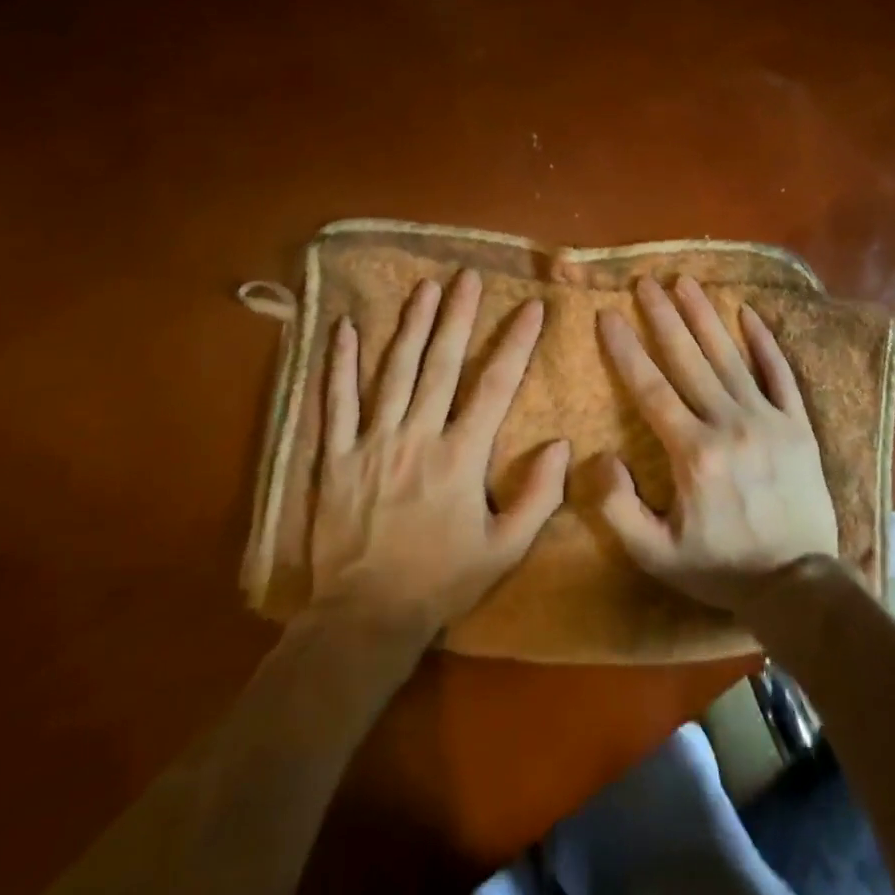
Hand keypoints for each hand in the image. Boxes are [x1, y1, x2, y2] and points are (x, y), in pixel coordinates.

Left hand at [308, 269, 568, 641]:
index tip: (531, 306)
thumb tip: (560, 444)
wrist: (365, 618)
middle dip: (457, 316)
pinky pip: (335, 402)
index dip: (516, 342)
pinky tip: (342, 328)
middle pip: (440, 364)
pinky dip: (339, 363)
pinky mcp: (335, 456)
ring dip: (410, 326)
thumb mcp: (505, 550)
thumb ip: (538, 496)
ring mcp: (371, 442)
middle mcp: (417, 436)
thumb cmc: (441, 581)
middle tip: (467, 276)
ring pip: (393, 371)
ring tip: (423, 288)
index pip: (495, 386)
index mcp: (461, 457)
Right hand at [594, 275, 838, 614]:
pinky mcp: (798, 425)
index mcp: (693, 453)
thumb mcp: (656, 554)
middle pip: (688, 359)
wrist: (799, 586)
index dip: (625, 349)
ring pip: (730, 357)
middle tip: (645, 282)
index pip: (650, 388)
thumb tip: (602, 456)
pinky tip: (748, 313)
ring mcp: (768, 420)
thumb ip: (619, 508)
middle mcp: (729, 424)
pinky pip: (779, 373)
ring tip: (685, 282)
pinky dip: (764, 342)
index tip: (608, 315)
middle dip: (663, 317)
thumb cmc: (721, 568)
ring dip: (705, 316)